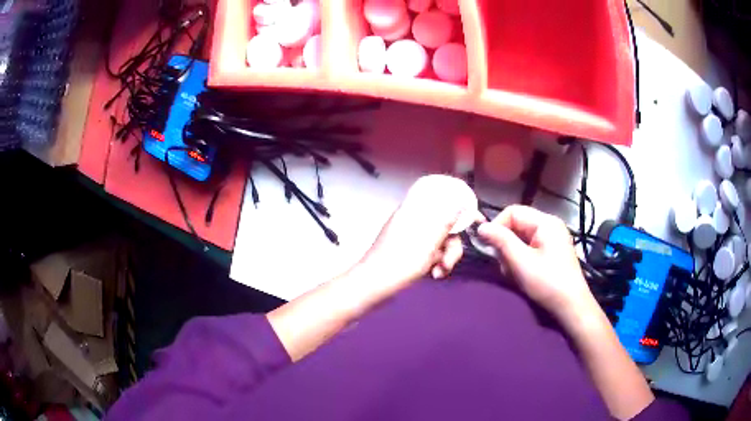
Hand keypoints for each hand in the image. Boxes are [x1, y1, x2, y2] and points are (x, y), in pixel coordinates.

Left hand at [357, 175, 481, 289]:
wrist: (372, 287)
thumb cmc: (400, 263)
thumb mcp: (428, 243)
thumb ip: (446, 221)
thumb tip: (460, 201)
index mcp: (415, 211)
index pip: (441, 198)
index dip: (460, 206)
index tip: (475, 220)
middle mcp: (414, 220)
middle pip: (444, 224)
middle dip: (452, 244)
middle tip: (448, 261)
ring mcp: (411, 237)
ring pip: (440, 240)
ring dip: (445, 257)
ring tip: (439, 272)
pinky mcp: (410, 251)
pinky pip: (431, 251)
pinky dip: (435, 262)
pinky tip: (434, 275)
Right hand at [477, 205, 597, 324]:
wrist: (571, 306)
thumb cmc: (547, 283)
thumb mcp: (521, 262)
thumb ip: (501, 241)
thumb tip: (481, 227)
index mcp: (546, 222)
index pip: (513, 212)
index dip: (497, 226)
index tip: (489, 247)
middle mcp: (550, 225)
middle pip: (517, 224)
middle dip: (506, 244)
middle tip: (505, 266)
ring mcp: (553, 239)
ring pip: (521, 238)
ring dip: (512, 254)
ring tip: (515, 273)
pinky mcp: (552, 252)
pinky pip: (530, 248)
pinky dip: (521, 259)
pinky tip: (522, 275)